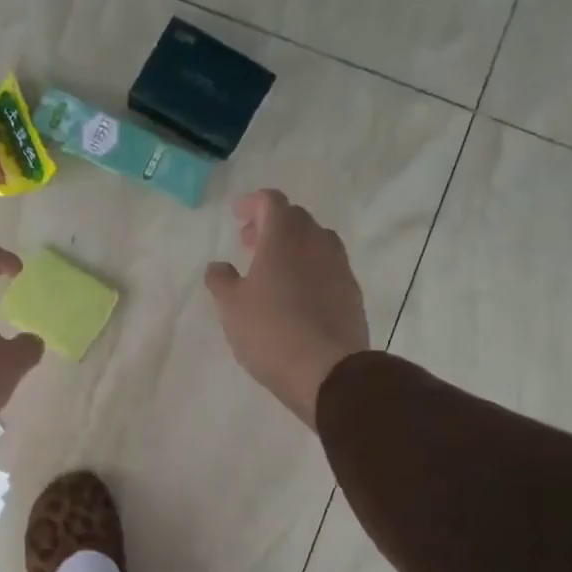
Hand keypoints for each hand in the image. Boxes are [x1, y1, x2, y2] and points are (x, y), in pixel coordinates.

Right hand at [205, 190, 368, 426]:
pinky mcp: (352, 293)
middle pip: (296, 218)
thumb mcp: (231, 306)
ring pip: (316, 242)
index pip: (271, 201)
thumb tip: (218, 266)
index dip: (253, 204)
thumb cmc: (270, 331)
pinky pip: (328, 268)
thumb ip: (221, 280)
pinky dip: (310, 269)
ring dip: (293, 246)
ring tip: (272, 270)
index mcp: (284, 236)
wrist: (328, 371)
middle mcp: (317, 242)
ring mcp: (339, 267)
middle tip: (249, 244)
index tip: (237, 216)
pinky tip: (296, 295)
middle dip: (271, 225)